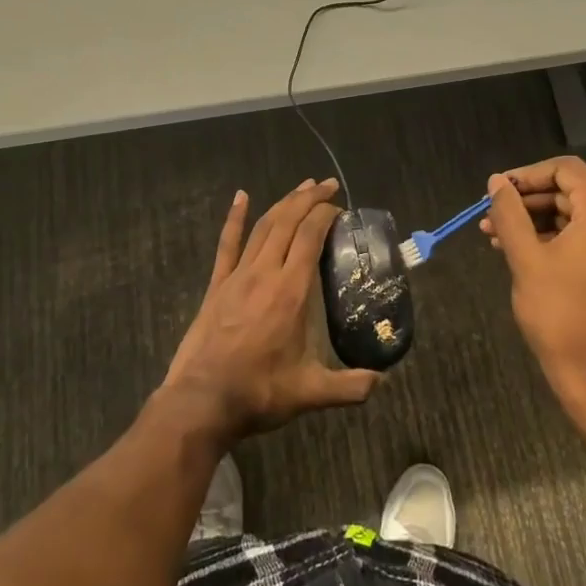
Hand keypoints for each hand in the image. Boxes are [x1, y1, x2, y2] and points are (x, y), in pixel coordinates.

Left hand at [161, 180, 378, 438]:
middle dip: (309, 199)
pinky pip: (227, 243)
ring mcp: (237, 276)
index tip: (340, 208)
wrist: (202, 401)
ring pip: (263, 227)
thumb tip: (382, 381)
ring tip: (302, 188)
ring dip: (283, 203)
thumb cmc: (258, 392)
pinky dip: (234, 218)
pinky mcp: (217, 285)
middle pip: (288, 222)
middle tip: (328, 185)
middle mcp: (265, 273)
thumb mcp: (311, 393)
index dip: (325, 215)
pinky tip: (240, 197)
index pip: (310, 237)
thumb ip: (350, 386)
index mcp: (290, 291)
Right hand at [481, 158, 585, 398]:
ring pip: (573, 214)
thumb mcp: (526, 257)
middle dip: (527, 201)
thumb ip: (509, 212)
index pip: (566, 170)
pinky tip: (517, 249)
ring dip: (534, 221)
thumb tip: (496, 181)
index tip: (497, 191)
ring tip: (494, 235)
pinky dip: (552, 238)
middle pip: (570, 191)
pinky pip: (583, 236)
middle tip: (490, 215)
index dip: (527, 175)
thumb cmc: (559, 311)